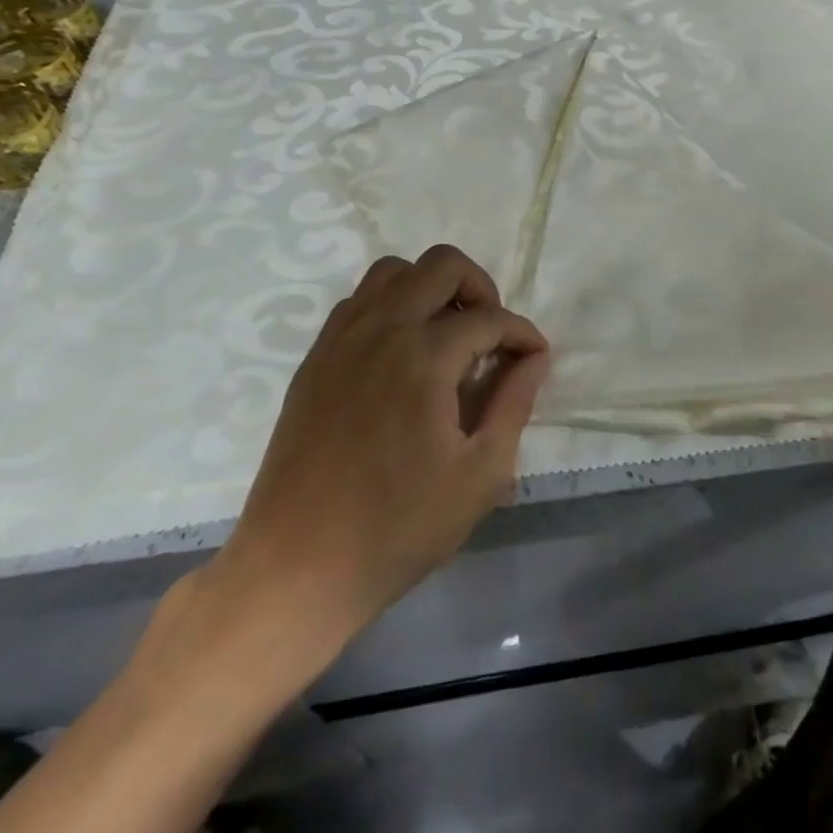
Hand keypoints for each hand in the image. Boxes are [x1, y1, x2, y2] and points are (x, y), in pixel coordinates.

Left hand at [204, 245, 549, 643]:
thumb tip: (534, 359)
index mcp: (424, 357)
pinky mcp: (316, 358)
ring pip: (393, 272)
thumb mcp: (480, 475)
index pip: (489, 318)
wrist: (297, 567)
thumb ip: (514, 404)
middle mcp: (381, 329)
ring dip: (431, 288)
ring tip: (447, 334)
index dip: (522, 334)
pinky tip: (402, 352)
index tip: (535, 358)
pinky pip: (359, 301)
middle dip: (480, 288)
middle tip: (491, 334)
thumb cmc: (398, 527)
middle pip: (441, 265)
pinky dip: (391, 306)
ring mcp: (341, 339)